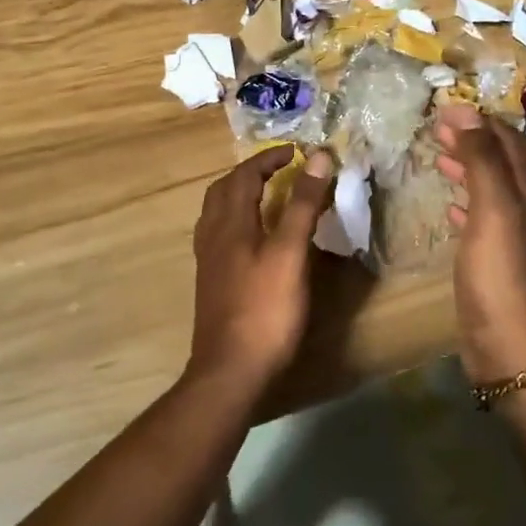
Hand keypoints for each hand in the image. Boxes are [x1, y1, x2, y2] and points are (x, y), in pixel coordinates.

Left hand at [187, 145, 334, 389]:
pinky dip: (238, 221)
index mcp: (230, 222)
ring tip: (267, 196)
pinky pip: (220, 235)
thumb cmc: (265, 309)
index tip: (296, 152)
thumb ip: (302, 204)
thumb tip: (316, 157)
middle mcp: (213, 235)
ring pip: (218, 213)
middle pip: (224, 190)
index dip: (269, 158)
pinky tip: (254, 238)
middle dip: (250, 173)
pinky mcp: (212, 283)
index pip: (245, 174)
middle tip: (280, 170)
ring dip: (240, 195)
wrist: (230, 372)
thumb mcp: (290, 253)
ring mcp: (209, 261)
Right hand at [434, 103, 525, 382]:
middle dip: (472, 139)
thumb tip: (467, 114)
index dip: (480, 121)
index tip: (446, 108)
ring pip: (489, 187)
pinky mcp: (495, 256)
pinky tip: (449, 204)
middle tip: (438, 127)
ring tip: (439, 156)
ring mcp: (511, 233)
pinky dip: (465, 200)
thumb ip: (481, 158)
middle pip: (500, 161)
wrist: (504, 337)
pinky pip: (480, 216)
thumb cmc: (496, 268)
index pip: (507, 140)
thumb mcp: (491, 206)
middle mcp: (525, 207)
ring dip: (467, 166)